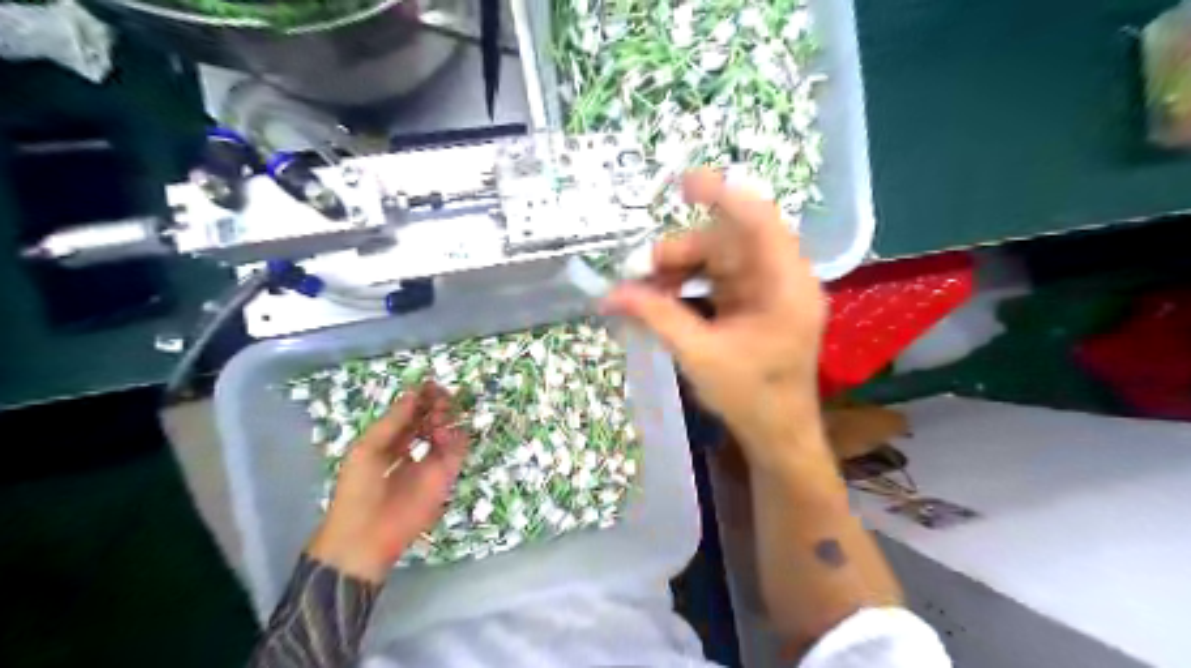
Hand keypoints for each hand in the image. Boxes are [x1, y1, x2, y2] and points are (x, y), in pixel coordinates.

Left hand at [304, 380, 466, 583]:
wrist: (366, 535)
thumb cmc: (358, 489)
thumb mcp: (367, 448)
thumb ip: (392, 421)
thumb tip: (413, 393)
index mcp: (388, 442)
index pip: (408, 414)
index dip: (418, 399)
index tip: (428, 385)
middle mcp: (411, 448)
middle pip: (429, 419)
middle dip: (435, 405)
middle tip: (439, 397)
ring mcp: (430, 462)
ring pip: (446, 431)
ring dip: (446, 419)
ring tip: (439, 417)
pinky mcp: (445, 476)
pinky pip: (458, 450)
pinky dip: (457, 438)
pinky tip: (445, 435)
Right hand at [606, 167, 829, 469]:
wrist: (778, 436)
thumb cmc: (750, 397)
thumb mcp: (699, 355)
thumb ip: (656, 317)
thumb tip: (610, 294)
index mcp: (784, 284)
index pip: (758, 220)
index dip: (723, 194)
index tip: (682, 184)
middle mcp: (781, 278)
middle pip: (728, 241)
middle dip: (681, 251)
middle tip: (639, 273)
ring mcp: (768, 292)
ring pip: (720, 260)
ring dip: (681, 270)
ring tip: (646, 291)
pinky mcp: (755, 306)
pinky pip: (719, 280)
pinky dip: (690, 286)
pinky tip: (664, 300)